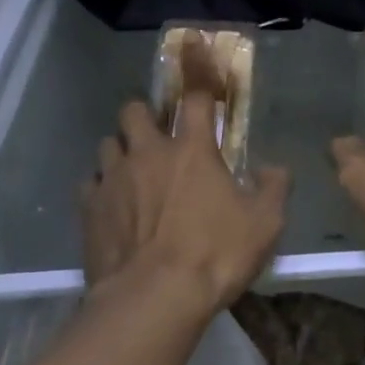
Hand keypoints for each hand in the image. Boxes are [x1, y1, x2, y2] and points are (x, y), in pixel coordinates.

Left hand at [79, 36, 290, 317]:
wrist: (154, 299)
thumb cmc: (215, 254)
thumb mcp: (265, 224)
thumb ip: (273, 188)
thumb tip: (274, 169)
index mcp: (193, 149)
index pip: (197, 99)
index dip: (200, 77)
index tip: (199, 65)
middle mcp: (149, 153)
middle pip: (134, 111)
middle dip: (143, 115)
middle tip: (156, 135)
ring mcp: (114, 179)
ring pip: (107, 143)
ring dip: (120, 150)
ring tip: (132, 170)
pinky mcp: (90, 209)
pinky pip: (91, 184)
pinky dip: (101, 188)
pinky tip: (112, 206)